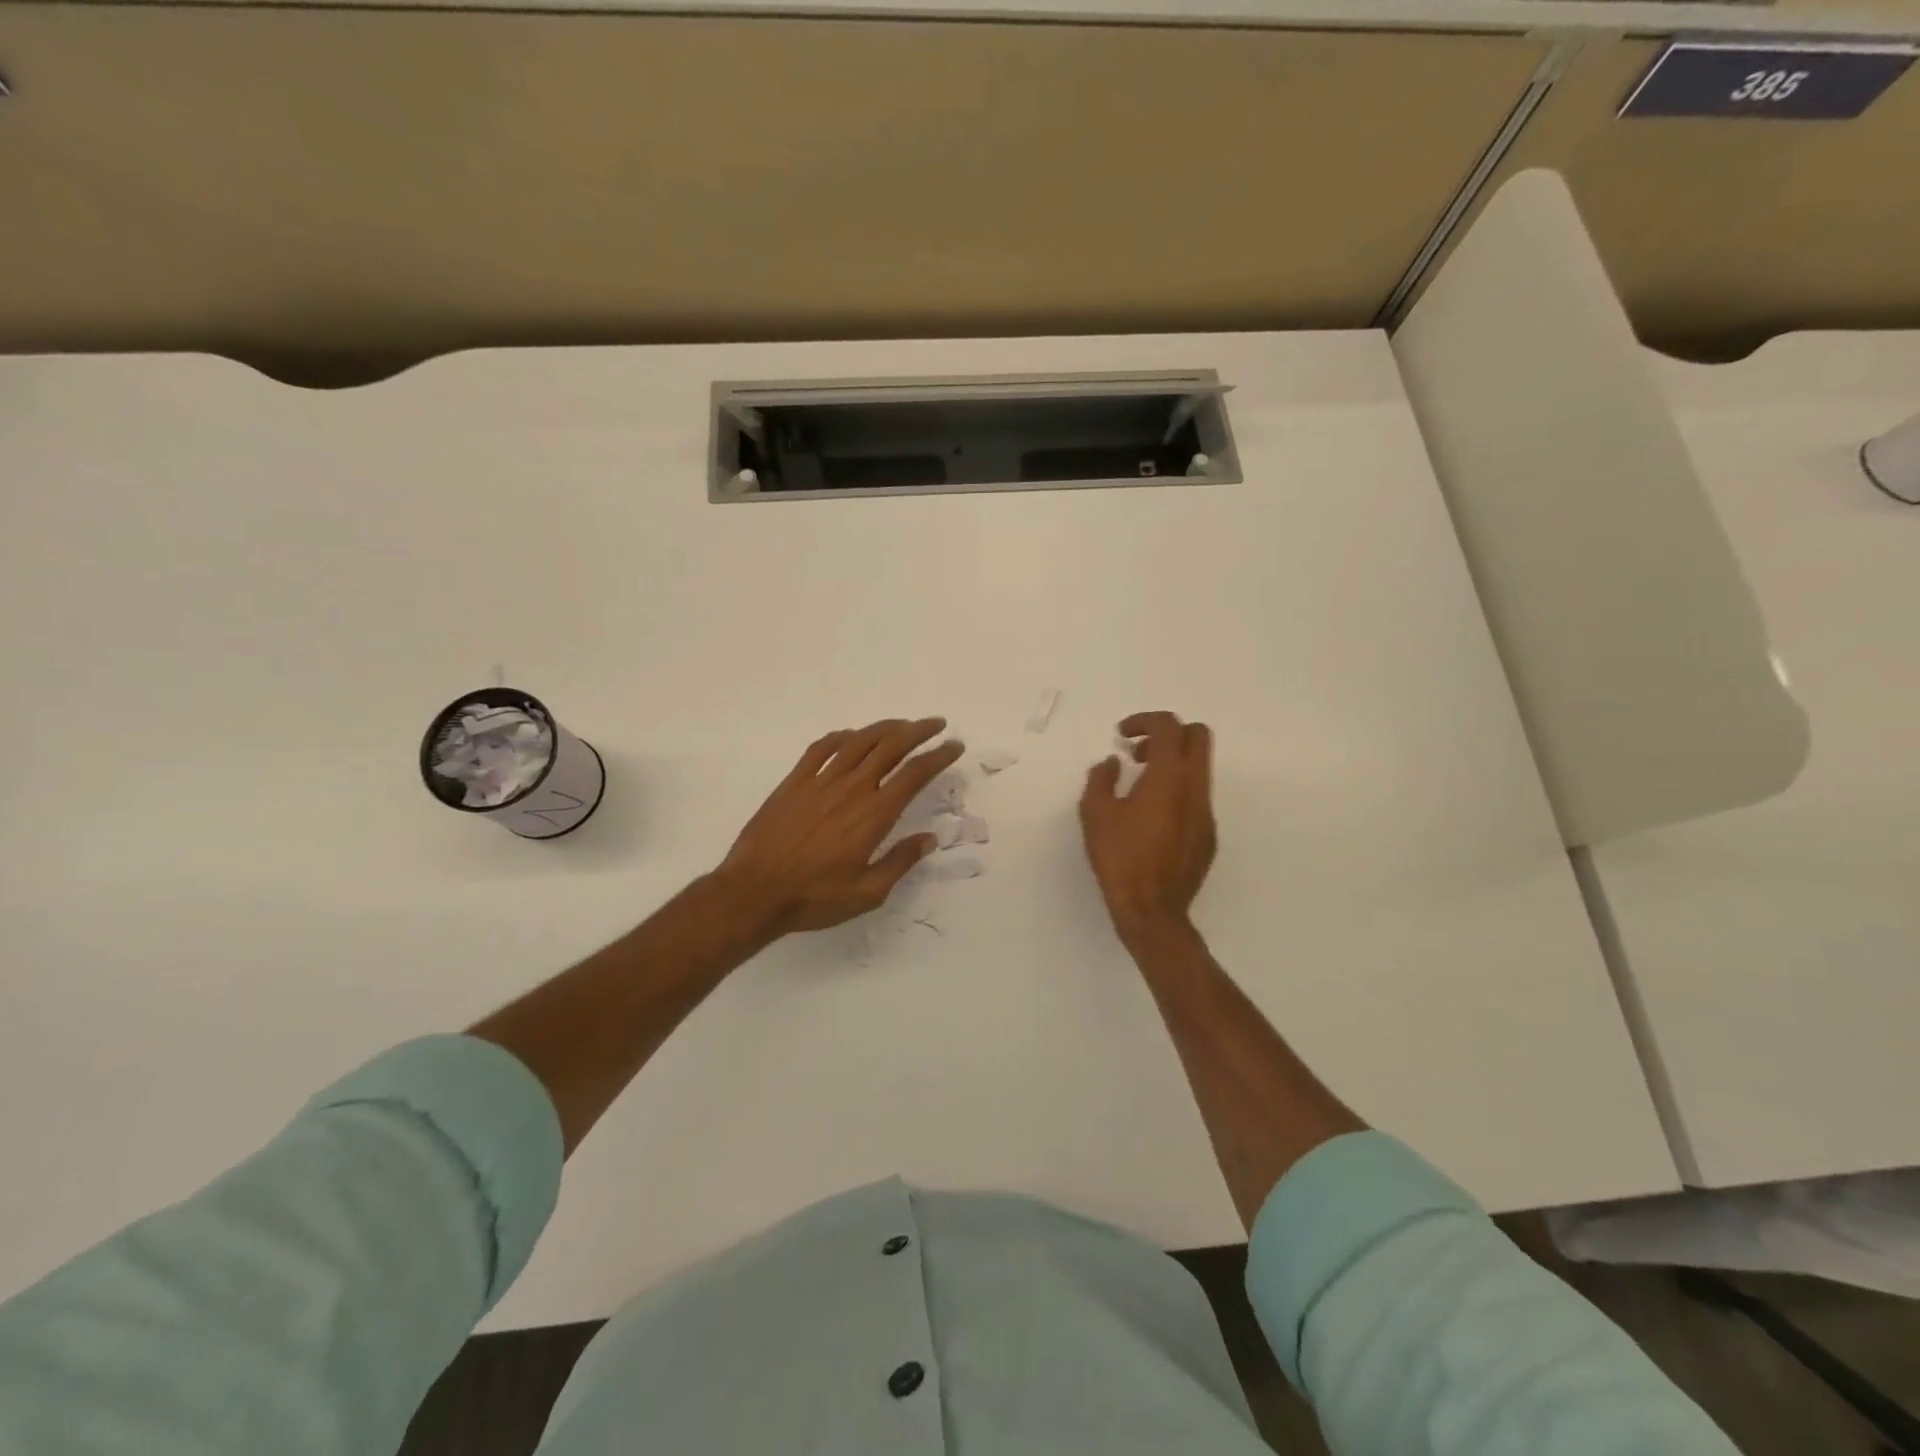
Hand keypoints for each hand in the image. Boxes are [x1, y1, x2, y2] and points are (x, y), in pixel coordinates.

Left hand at [714, 718, 965, 937]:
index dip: (939, 756)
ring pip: (859, 741)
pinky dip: (841, 736)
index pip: (915, 774)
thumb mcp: (868, 893)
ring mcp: (820, 781)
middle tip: (936, 725)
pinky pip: (821, 748)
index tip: (954, 746)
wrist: (754, 892)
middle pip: (891, 746)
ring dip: (885, 728)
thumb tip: (929, 839)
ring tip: (901, 725)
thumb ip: (900, 862)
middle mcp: (852, 788)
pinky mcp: (794, 782)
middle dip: (918, 731)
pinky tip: (851, 736)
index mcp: (874, 814)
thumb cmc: (814, 898)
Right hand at [1079, 711, 1216, 939]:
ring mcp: (1206, 812)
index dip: (1144, 720)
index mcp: (1168, 777)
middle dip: (1168, 734)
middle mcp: (1195, 788)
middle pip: (1198, 736)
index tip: (1122, 736)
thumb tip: (1111, 764)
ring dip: (1172, 763)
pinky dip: (1177, 791)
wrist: (1152, 910)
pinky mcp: (1208, 835)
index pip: (1169, 726)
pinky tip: (1152, 818)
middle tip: (1138, 752)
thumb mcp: (1095, 814)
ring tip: (1139, 785)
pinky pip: (1197, 797)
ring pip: (1199, 768)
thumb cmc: (1119, 857)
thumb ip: (1100, 779)